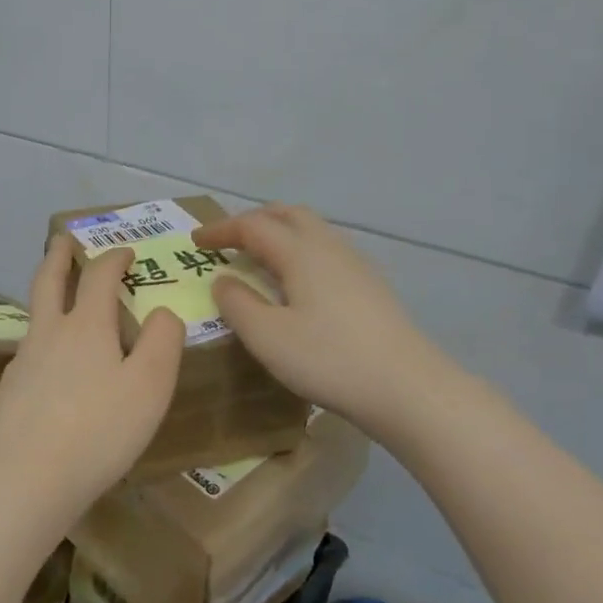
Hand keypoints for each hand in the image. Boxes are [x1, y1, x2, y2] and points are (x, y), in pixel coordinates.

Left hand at [0, 235, 183, 532]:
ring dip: (47, 293)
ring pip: (35, 315)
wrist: (25, 479)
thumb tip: (162, 312)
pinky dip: (43, 337)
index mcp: (85, 326)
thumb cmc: (98, 430)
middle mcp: (48, 334)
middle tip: (64, 240)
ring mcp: (23, 362)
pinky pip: (30, 350)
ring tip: (59, 296)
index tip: (126, 251)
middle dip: (59, 256)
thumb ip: (162, 342)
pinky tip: (50, 360)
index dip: (114, 258)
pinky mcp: (10, 392)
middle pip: (49, 281)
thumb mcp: (149, 386)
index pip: (99, 276)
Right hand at [194, 204, 447, 426]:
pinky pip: (326, 250)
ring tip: (258, 258)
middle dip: (252, 221)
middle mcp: (330, 247)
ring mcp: (355, 264)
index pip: (252, 226)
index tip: (195, 241)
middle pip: (287, 214)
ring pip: (311, 230)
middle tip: (227, 241)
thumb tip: (223, 280)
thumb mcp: (267, 337)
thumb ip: (237, 304)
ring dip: (279, 233)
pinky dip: (299, 251)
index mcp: (301, 252)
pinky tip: (296, 283)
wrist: (407, 387)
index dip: (220, 230)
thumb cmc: (329, 360)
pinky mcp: (370, 285)